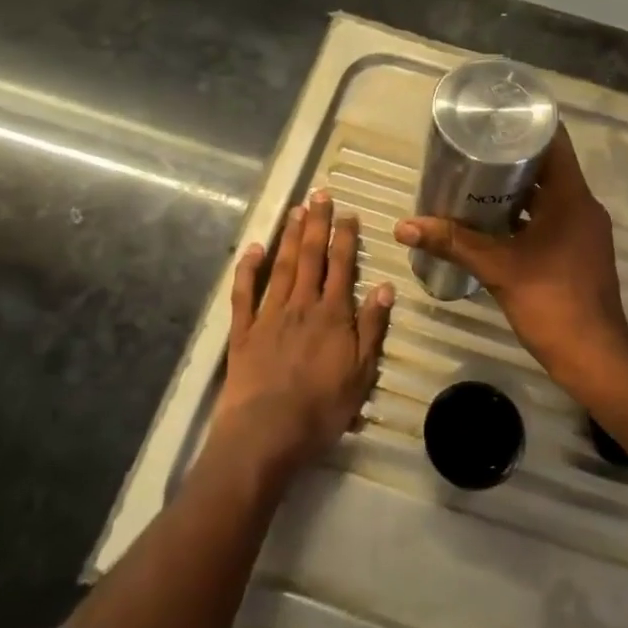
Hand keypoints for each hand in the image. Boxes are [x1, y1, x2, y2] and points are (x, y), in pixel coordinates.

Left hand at [213, 190, 393, 471]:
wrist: (266, 433)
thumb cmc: (321, 409)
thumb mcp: (361, 373)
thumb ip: (372, 327)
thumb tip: (384, 286)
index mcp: (332, 315)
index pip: (341, 266)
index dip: (345, 237)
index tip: (348, 213)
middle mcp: (301, 305)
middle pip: (310, 257)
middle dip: (316, 224)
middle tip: (319, 194)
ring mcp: (269, 315)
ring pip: (280, 266)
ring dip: (288, 236)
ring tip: (295, 209)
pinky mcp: (242, 331)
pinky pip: (244, 293)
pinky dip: (248, 269)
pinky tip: (253, 249)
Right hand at [395, 128, 627, 403]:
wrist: (593, 356)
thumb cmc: (550, 301)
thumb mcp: (497, 268)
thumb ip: (452, 243)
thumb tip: (404, 227)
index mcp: (572, 197)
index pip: (554, 142)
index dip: (525, 126)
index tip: (493, 119)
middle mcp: (583, 206)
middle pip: (549, 167)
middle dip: (511, 158)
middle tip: (472, 151)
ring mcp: (585, 230)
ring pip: (550, 195)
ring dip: (518, 189)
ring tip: (476, 183)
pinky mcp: (580, 251)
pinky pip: (553, 218)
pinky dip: (527, 215)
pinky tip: (495, 223)